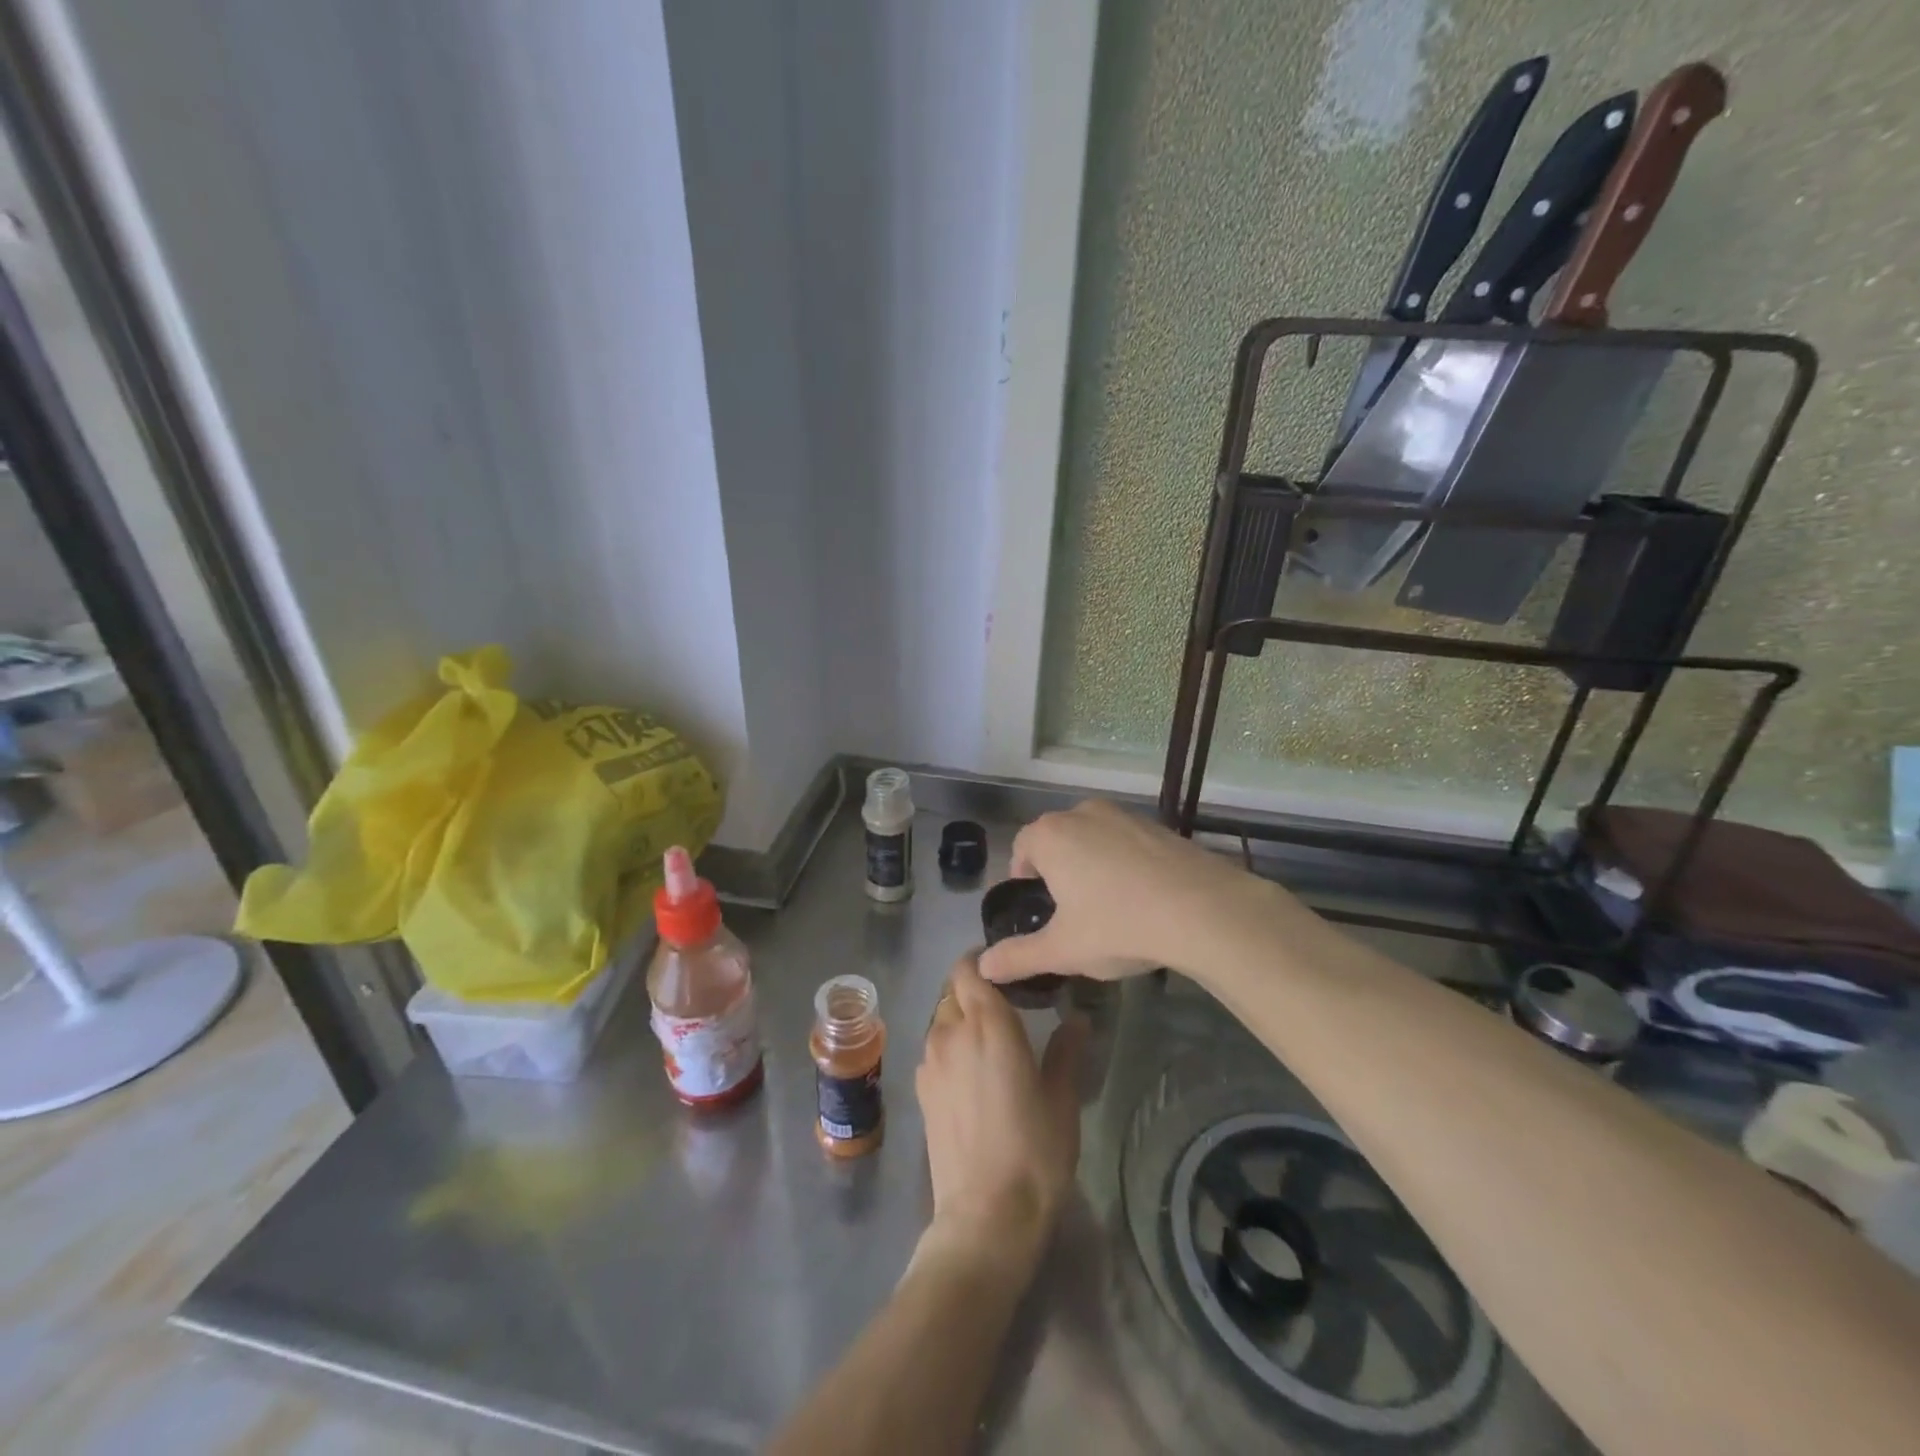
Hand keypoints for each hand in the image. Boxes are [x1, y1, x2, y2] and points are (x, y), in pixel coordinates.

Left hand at [916, 954, 1085, 1269]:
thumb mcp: (1062, 1099)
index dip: (982, 962)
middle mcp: (950, 1032)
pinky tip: (972, 1076)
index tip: (1006, 970)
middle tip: (1007, 1010)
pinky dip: (950, 1048)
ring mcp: (930, 1061)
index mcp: (987, 1024)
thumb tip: (1077, 1019)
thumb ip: (1066, 1051)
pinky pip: (934, 1050)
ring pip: (942, 1021)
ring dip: (961, 1021)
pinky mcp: (921, 1090)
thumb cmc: (1034, 1152)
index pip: (969, 968)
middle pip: (954, 992)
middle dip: (976, 993)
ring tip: (990, 1045)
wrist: (985, 1216)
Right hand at [978, 799, 1275, 986]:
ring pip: (1093, 838)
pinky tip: (1142, 897)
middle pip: (1057, 839)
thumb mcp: (1062, 950)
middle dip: (1057, 870)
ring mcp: (1123, 815)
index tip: (1037, 908)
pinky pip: (1126, 842)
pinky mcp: (1158, 825)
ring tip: (1107, 906)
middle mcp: (1082, 813)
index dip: (1022, 877)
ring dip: (1091, 863)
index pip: (1021, 848)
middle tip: (1070, 912)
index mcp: (1050, 835)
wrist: (1203, 910)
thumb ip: (1018, 957)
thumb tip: (984, 967)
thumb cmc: (1118, 925)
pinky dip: (1124, 862)